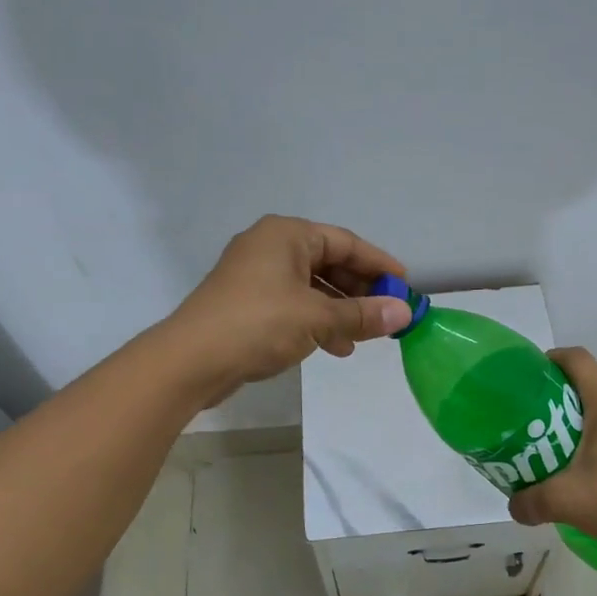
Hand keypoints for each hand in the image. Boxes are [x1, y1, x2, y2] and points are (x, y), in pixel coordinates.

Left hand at [165, 215, 411, 405]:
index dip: (379, 264)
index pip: (345, 242)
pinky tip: (334, 347)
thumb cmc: (258, 324)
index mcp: (287, 235)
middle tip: (387, 314)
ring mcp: (256, 275)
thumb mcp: (317, 318)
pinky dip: (317, 321)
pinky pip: (294, 304)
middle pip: (329, 263)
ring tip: (364, 337)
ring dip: (340, 310)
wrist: (191, 360)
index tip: (406, 285)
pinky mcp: (247, 303)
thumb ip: (362, 314)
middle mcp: (271, 247)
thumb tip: (405, 313)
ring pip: (312, 286)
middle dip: (360, 290)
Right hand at [507, 348, 596, 578]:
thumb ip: (531, 500)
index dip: (552, 359)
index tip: (533, 376)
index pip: (577, 359)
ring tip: (573, 445)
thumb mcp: (567, 501)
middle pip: (596, 382)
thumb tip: (513, 506)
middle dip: (568, 395)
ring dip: (594, 417)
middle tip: (544, 421)